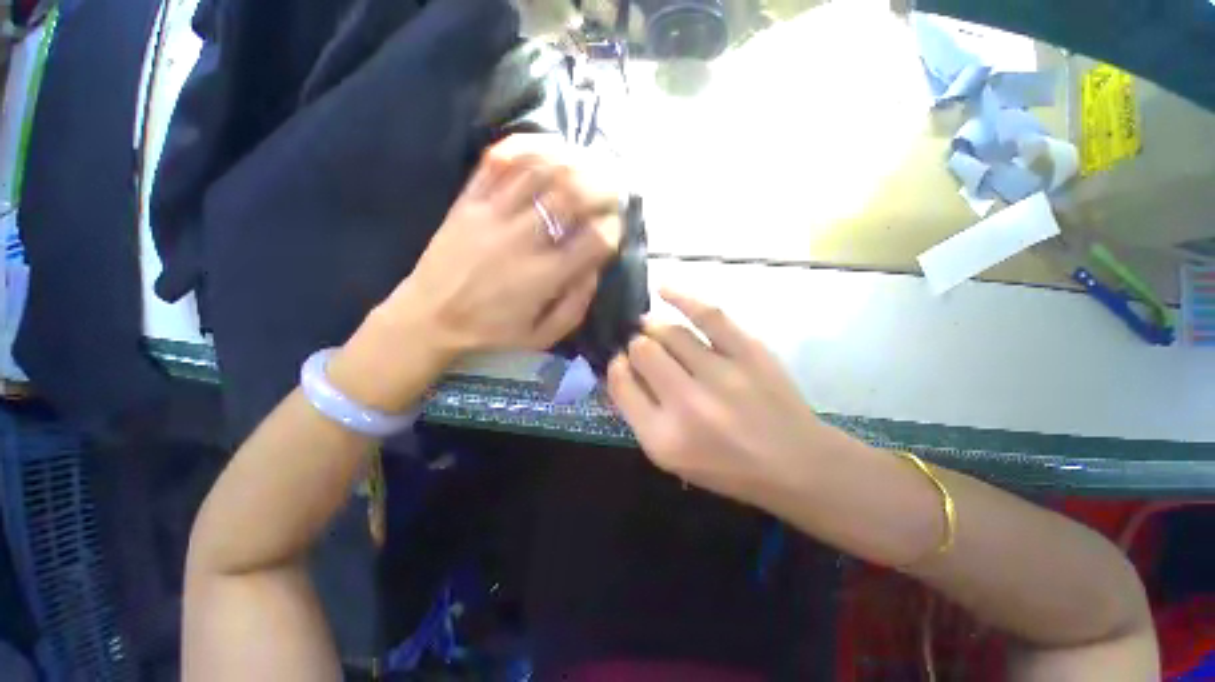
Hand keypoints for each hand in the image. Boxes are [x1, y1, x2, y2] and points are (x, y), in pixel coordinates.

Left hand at [381, 134, 623, 356]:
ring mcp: (492, 214)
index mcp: (543, 277)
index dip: (614, 229)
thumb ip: (576, 306)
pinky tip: (548, 148)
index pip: (594, 240)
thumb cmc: (492, 331)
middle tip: (613, 190)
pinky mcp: (468, 200)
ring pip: (539, 170)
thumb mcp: (542, 336)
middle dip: (603, 187)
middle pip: (572, 195)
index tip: (616, 229)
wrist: (429, 316)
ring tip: (590, 164)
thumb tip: (597, 269)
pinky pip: (498, 161)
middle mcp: (522, 240)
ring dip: (573, 161)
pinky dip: (527, 146)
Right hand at [607, 289, 839, 507]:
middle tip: (642, 349)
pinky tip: (662, 290)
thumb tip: (619, 368)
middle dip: (636, 346)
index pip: (621, 385)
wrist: (795, 463)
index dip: (616, 367)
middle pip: (642, 352)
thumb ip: (639, 414)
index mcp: (663, 437)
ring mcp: (720, 374)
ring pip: (669, 333)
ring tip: (648, 326)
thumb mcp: (671, 457)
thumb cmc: (726, 466)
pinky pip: (707, 315)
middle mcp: (687, 403)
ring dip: (652, 327)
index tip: (621, 363)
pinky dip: (681, 298)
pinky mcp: (748, 351)